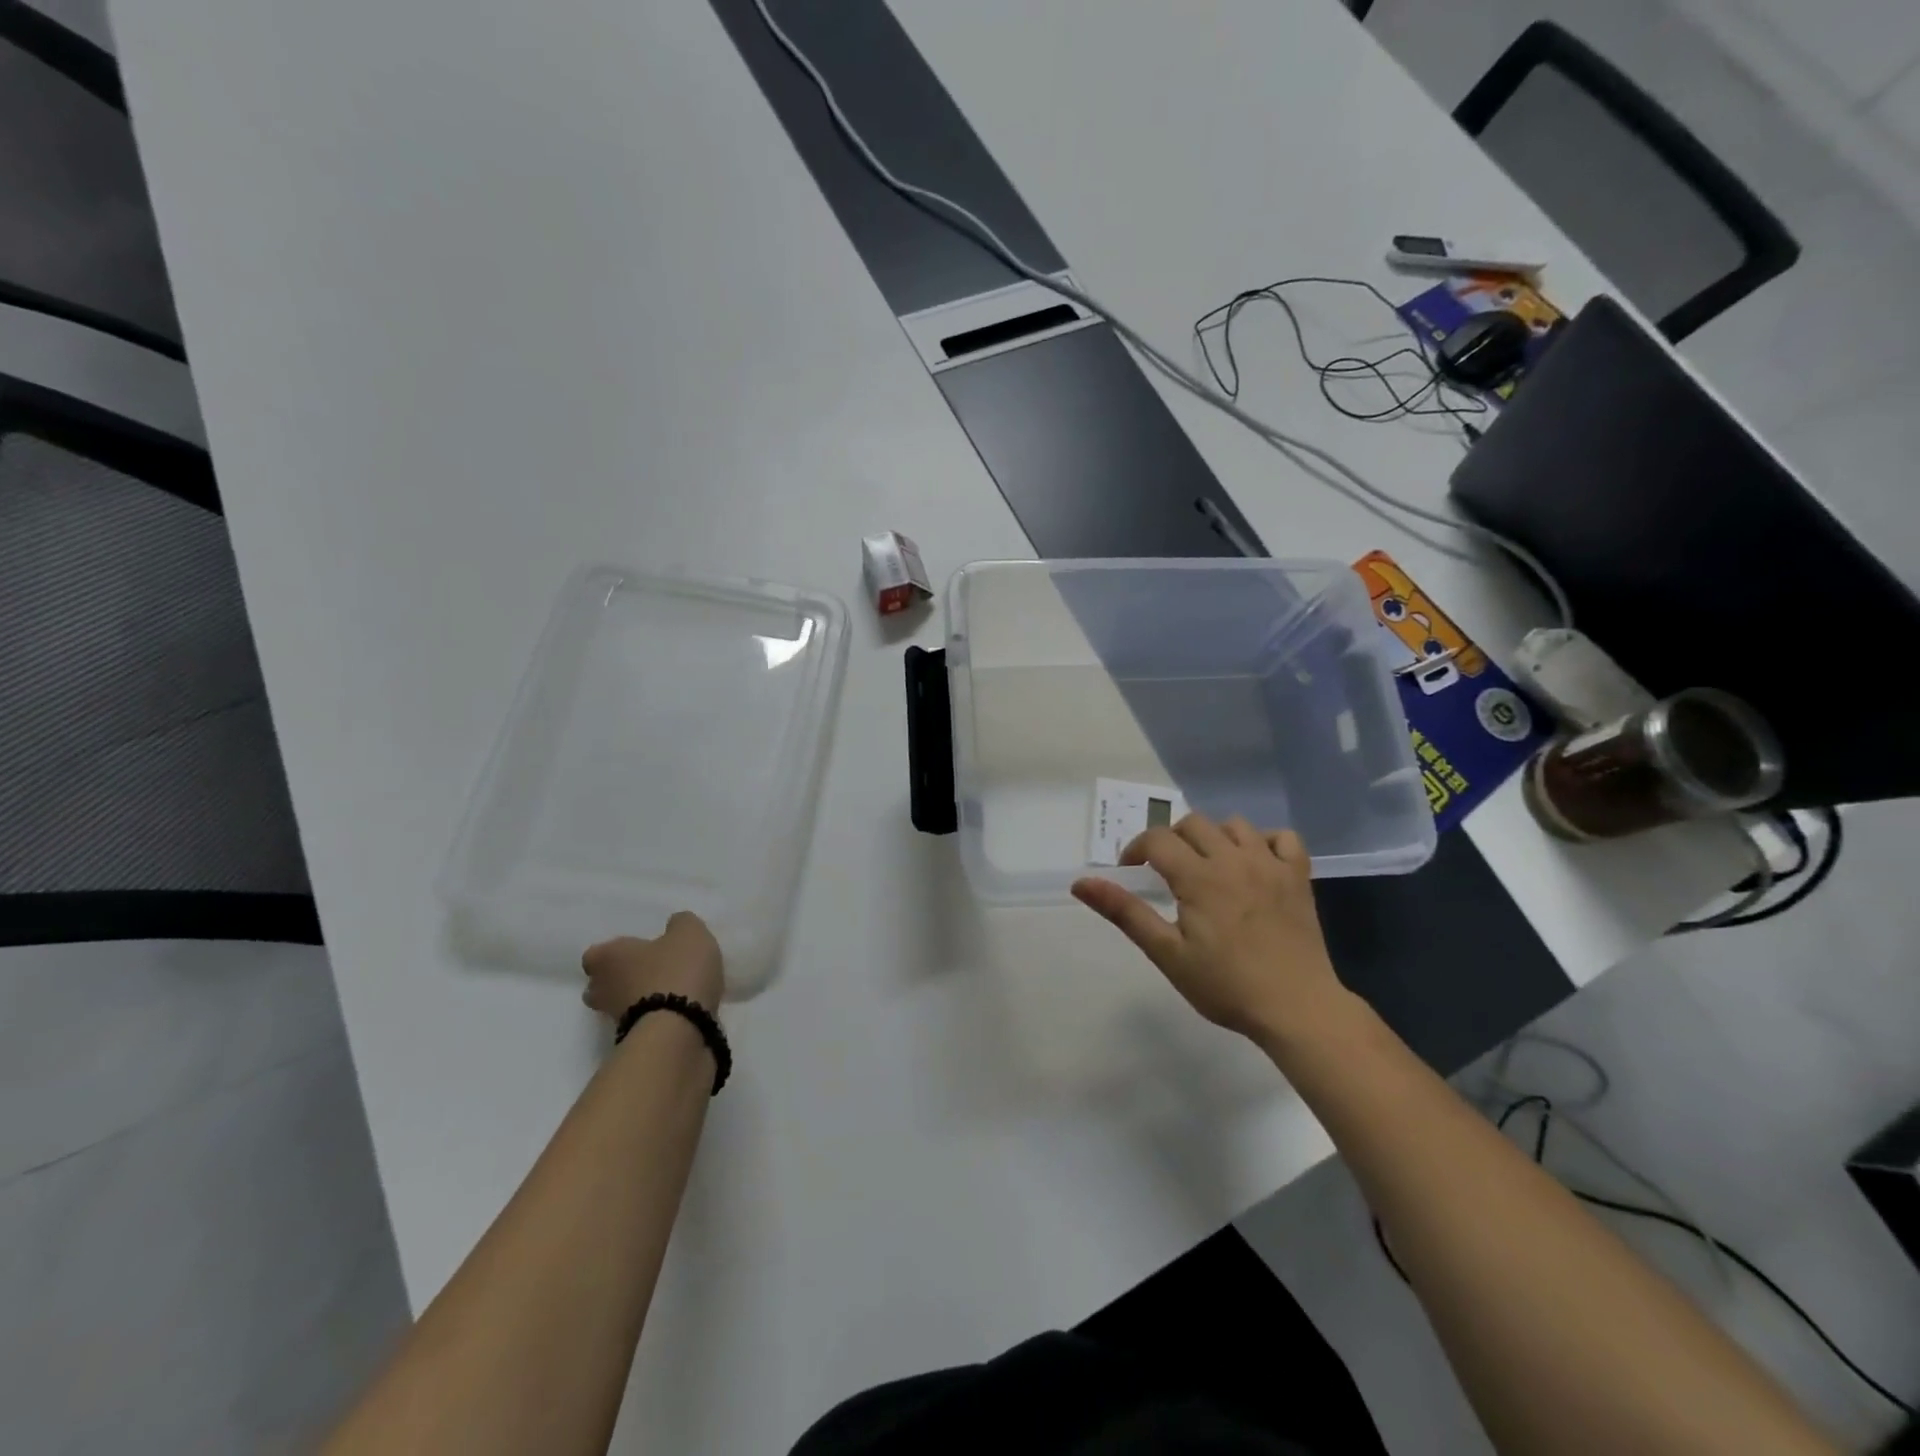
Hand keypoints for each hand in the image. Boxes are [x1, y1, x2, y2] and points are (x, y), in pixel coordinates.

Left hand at [581, 912, 724, 1020]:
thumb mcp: (689, 933)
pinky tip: (680, 1010)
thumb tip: (674, 925)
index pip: (594, 955)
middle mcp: (602, 989)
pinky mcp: (634, 1042)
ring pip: (620, 1005)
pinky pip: (641, 1023)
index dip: (613, 953)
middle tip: (648, 972)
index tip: (635, 951)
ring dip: (638, 1000)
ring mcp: (614, 1020)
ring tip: (669, 992)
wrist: (680, 1029)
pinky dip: (655, 1017)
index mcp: (607, 958)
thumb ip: (680, 924)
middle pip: (600, 985)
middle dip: (619, 980)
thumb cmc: (676, 971)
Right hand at [1072, 813, 1348, 1042]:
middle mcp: (1234, 859)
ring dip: (1214, 837)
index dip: (1137, 849)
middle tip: (1168, 873)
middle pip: (1193, 824)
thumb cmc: (1226, 986)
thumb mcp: (1167, 953)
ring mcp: (1271, 865)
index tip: (1132, 872)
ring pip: (1235, 825)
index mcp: (1199, 877)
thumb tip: (1081, 883)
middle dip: (1172, 841)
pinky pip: (1283, 838)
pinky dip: (1265, 842)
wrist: (1297, 1009)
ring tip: (1208, 867)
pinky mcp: (1299, 877)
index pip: (1157, 839)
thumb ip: (1125, 912)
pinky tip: (1254, 864)